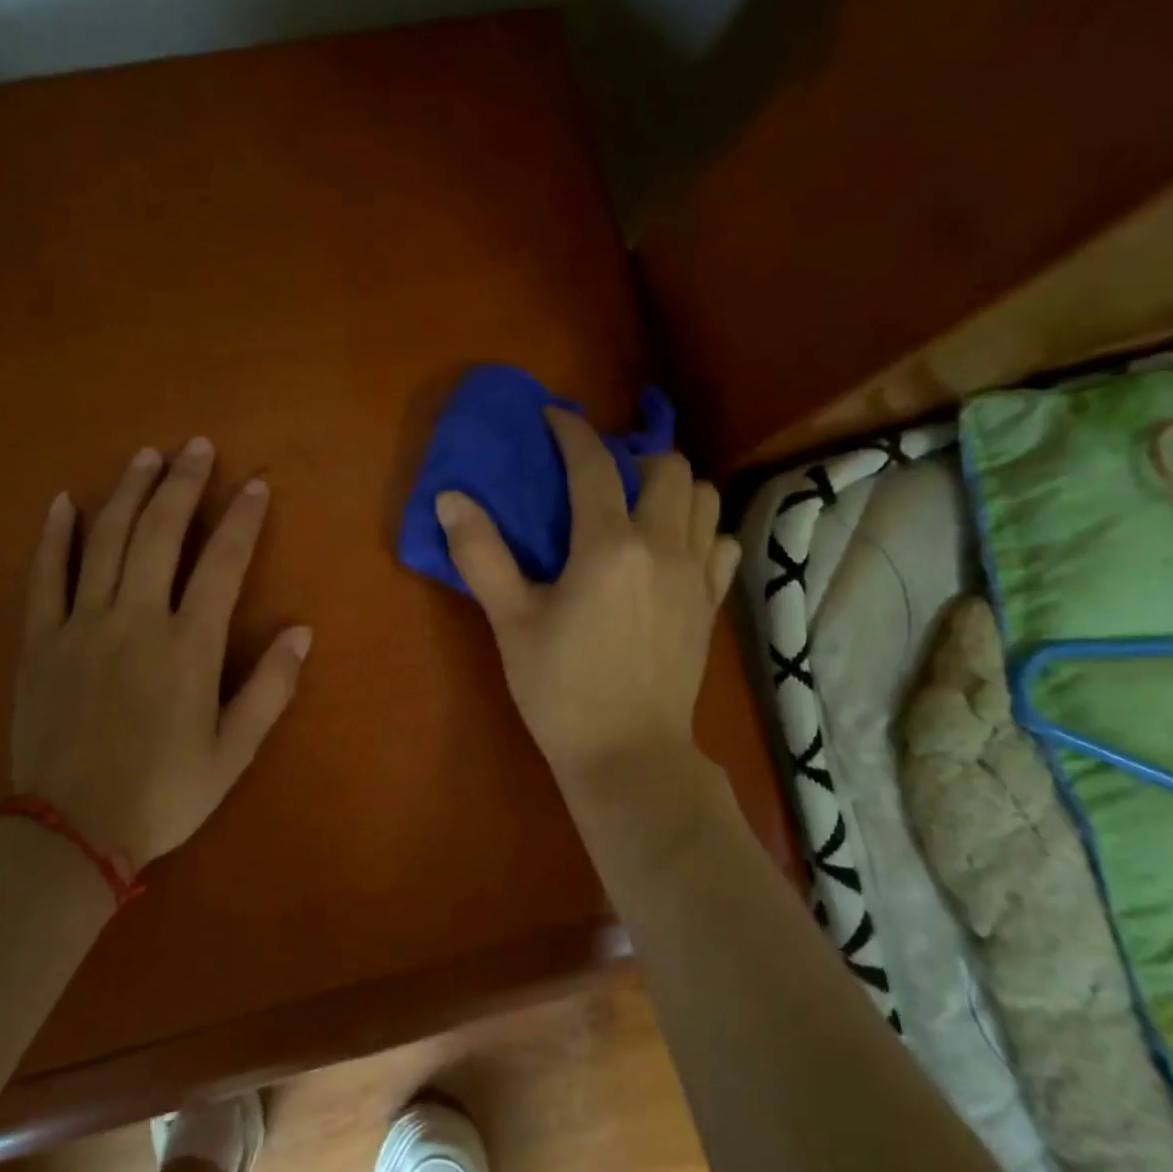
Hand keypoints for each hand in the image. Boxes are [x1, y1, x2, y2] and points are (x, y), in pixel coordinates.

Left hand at [10, 438, 311, 874]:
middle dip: (182, 484)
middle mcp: (136, 619)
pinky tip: (62, 502)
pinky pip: (44, 576)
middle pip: (160, 533)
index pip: (223, 564)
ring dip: (127, 493)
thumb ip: (270, 688)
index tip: (254, 485)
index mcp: (188, 646)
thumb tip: (301, 631)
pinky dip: (54, 536)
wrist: (69, 831)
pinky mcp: (39, 641)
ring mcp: (82, 625)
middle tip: (196, 447)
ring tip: (145, 456)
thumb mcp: (233, 752)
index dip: (242, 519)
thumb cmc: (163, 793)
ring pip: (106, 540)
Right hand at [435, 407, 739, 800]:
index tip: (553, 417)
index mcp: (608, 546)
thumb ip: (482, 555)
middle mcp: (662, 546)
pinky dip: (700, 529)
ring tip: (637, 506)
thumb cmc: (560, 690)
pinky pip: (721, 541)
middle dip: (631, 456)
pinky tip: (671, 550)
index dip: (571, 431)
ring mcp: (696, 574)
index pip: (593, 464)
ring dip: (671, 487)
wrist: (628, 754)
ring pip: (703, 496)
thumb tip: (451, 498)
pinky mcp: (711, 602)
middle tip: (598, 476)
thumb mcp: (511, 622)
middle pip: (666, 466)